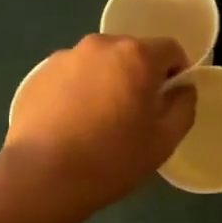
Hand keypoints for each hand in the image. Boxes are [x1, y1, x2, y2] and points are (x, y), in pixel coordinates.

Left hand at [0, 34, 197, 222]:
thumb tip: (182, 89)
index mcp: (136, 55)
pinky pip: (71, 76)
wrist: (42, 177)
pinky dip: (78, 91)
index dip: (177, 72)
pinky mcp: (38, 75)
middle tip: (135, 114)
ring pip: (99, 64)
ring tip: (99, 121)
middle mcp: (100, 45)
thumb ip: (183, 106)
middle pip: (132, 53)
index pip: (171, 49)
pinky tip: (72, 125)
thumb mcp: (164, 140)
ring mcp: (64, 57)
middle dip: (140, 76)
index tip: (170, 100)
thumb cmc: (113, 159)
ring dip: (108, 82)